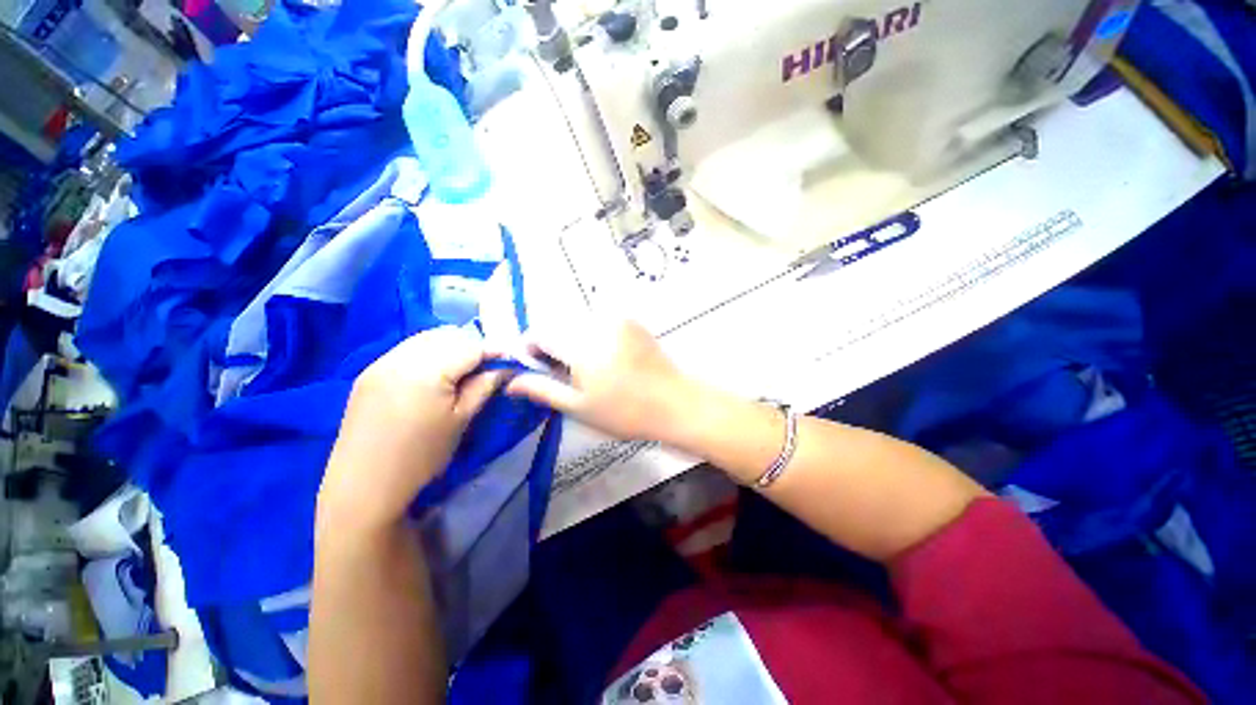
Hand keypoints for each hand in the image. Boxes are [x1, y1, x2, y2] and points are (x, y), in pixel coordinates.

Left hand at [318, 327, 506, 530]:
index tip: (511, 359)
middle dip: (473, 345)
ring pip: (426, 338)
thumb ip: (484, 386)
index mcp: (427, 370)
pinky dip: (428, 352)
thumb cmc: (421, 456)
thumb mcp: (461, 420)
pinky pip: (407, 349)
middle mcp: (401, 357)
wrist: (364, 485)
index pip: (471, 346)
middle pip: (448, 335)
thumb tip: (505, 366)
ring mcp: (380, 362)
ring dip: (450, 346)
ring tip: (464, 368)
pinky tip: (435, 373)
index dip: (494, 350)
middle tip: (488, 365)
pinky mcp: (369, 372)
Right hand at [504, 320, 696, 441]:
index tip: (538, 367)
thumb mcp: (579, 407)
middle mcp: (596, 323)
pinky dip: (594, 335)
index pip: (540, 333)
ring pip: (579, 322)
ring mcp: (617, 319)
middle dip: (555, 345)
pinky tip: (609, 358)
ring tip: (591, 367)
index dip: (532, 348)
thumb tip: (510, 381)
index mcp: (580, 346)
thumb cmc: (625, 412)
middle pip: (559, 325)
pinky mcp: (631, 320)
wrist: (674, 403)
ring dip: (574, 339)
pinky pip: (600, 321)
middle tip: (568, 373)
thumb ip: (543, 389)